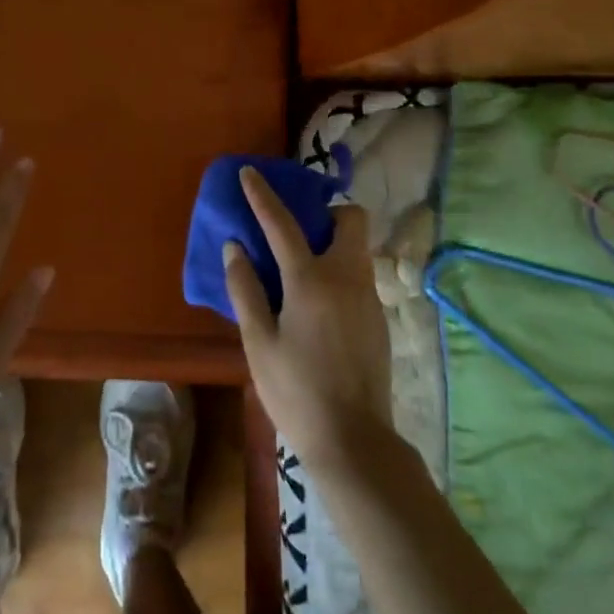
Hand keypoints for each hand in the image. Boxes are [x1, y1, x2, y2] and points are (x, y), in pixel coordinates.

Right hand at [224, 166, 392, 475]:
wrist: (355, 441)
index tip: (250, 172)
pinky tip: (318, 303)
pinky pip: (358, 274)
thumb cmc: (296, 392)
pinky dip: (339, 269)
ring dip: (332, 240)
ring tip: (301, 265)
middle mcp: (347, 278)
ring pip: (357, 247)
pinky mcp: (378, 317)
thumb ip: (246, 289)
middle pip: (349, 219)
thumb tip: (235, 247)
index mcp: (311, 281)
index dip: (263, 195)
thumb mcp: (258, 342)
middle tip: (297, 228)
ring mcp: (368, 297)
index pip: (282, 223)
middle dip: (325, 211)